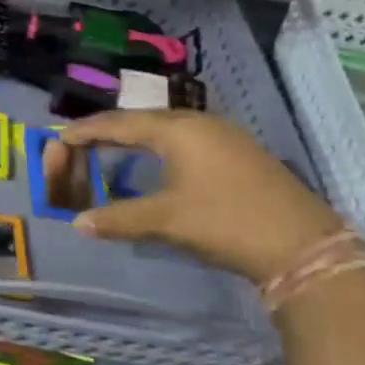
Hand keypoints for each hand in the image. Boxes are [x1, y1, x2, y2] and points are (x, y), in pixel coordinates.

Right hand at [43, 109, 342, 284]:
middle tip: (83, 141)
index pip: (121, 123)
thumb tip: (78, 223)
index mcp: (177, 130)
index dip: (88, 130)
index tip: (61, 136)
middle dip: (111, 129)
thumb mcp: (166, 220)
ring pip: (169, 128)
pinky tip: (159, 161)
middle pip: (144, 119)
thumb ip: (118, 218)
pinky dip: (161, 146)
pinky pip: (188, 139)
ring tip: (114, 147)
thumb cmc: (226, 222)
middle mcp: (200, 123)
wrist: (304, 245)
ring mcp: (225, 136)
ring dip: (138, 137)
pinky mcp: (240, 153)